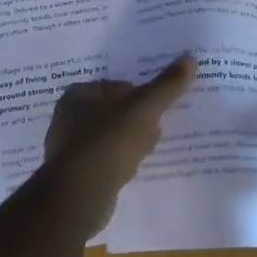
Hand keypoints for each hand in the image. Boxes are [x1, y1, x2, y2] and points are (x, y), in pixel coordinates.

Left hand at [42, 55, 195, 228]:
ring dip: (129, 141)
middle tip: (157, 128)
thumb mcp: (144, 110)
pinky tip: (132, 170)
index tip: (158, 108)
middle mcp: (67, 117)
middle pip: (113, 112)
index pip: (117, 86)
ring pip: (109, 137)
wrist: (78, 197)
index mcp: (78, 94)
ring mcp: (68, 148)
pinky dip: (118, 162)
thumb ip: (167, 85)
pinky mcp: (73, 175)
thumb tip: (190, 59)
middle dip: (136, 119)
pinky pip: (103, 160)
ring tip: (148, 149)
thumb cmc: (108, 142)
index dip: (140, 95)